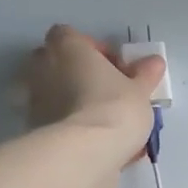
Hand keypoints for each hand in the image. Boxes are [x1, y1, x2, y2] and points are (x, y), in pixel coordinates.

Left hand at [24, 24, 165, 160]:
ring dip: (71, 98)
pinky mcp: (33, 128)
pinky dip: (66, 123)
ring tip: (99, 118)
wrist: (86, 152)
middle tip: (105, 89)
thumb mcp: (140, 90)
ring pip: (52, 91)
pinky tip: (90, 138)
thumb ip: (145, 74)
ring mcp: (33, 99)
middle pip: (56, 61)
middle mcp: (42, 67)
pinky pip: (52, 117)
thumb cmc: (114, 107)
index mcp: (67, 47)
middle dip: (77, 72)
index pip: (70, 35)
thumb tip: (154, 62)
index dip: (91, 49)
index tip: (112, 67)